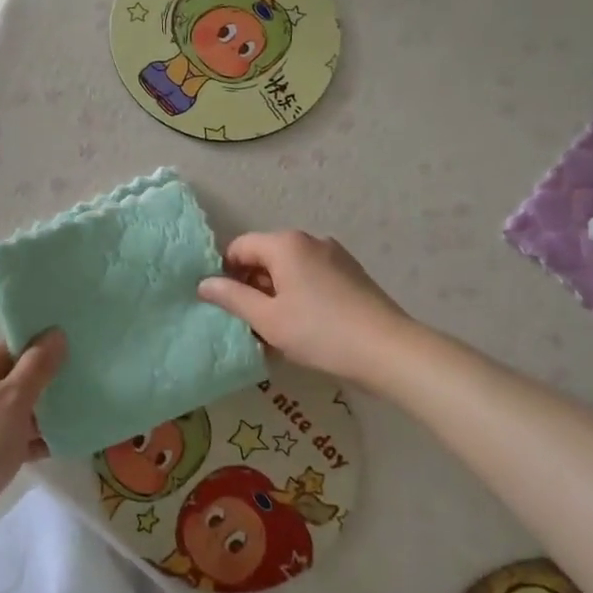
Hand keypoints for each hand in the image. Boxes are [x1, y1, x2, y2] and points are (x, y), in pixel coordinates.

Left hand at [0, 331, 65, 515]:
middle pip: (17, 376)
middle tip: (83, 383)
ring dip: (45, 412)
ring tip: (80, 413)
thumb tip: (56, 332)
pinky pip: (14, 434)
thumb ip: (39, 365)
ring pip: (18, 407)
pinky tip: (63, 442)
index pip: (14, 346)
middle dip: (48, 382)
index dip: (44, 349)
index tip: (76, 354)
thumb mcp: (15, 397)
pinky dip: (35, 437)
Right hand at [197, 231, 412, 385]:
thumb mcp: (267, 319)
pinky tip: (303, 329)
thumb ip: (232, 298)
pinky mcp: (352, 275)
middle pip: (266, 257)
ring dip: (275, 295)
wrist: (388, 350)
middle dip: (252, 286)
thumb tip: (204, 283)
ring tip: (275, 332)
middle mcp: (310, 241)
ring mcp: (335, 256)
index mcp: (286, 244)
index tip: (225, 305)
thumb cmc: (319, 332)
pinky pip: (312, 279)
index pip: (240, 247)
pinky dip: (299, 297)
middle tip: (248, 323)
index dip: (225, 273)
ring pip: (290, 271)